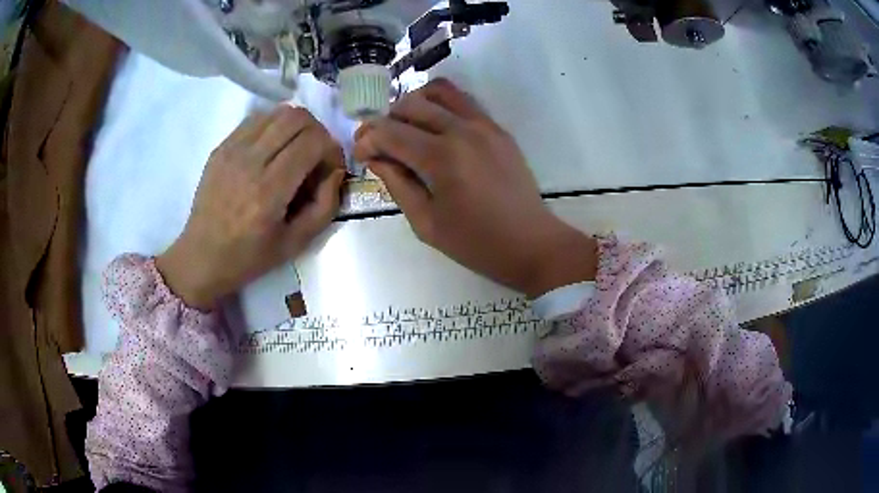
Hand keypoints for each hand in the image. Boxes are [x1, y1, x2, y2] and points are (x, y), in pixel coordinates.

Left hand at [157, 105, 344, 309]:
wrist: (202, 256)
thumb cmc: (249, 257)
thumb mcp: (296, 243)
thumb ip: (325, 206)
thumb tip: (335, 171)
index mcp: (269, 191)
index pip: (313, 142)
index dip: (332, 149)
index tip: (331, 167)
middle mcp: (249, 162)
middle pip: (297, 118)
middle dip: (317, 132)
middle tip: (316, 155)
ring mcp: (232, 150)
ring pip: (277, 112)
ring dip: (296, 126)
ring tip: (294, 150)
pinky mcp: (221, 147)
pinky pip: (256, 119)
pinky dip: (273, 126)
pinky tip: (272, 149)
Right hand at [354, 79, 596, 297]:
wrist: (532, 243)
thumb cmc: (476, 243)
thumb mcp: (426, 223)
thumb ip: (397, 184)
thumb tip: (375, 157)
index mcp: (441, 157)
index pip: (390, 132)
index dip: (367, 139)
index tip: (360, 154)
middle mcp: (462, 129)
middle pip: (410, 104)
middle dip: (385, 120)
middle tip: (380, 144)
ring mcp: (484, 124)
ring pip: (439, 91)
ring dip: (414, 104)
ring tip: (407, 128)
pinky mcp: (498, 128)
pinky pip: (463, 101)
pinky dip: (441, 105)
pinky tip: (435, 128)